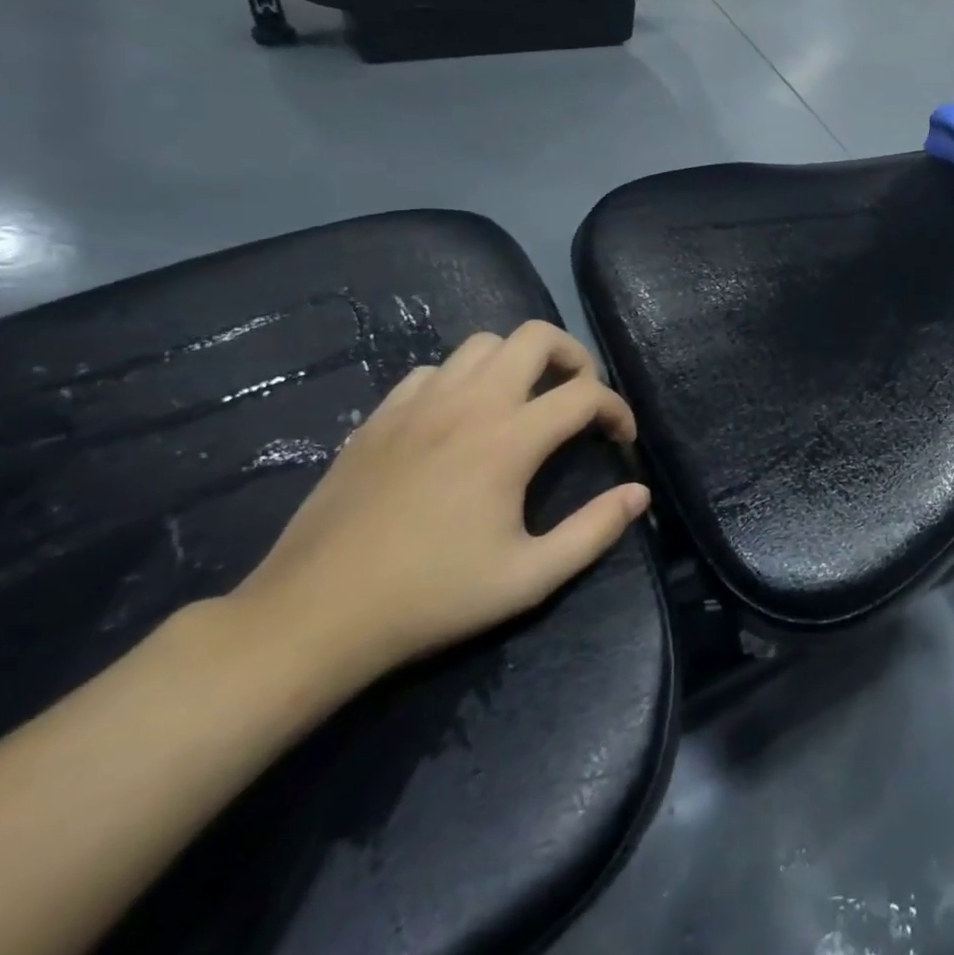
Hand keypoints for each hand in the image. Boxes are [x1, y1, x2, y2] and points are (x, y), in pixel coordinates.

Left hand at [227, 322, 647, 684]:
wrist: (313, 617)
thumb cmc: (430, 598)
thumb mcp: (529, 578)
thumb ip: (594, 531)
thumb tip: (640, 494)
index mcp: (509, 439)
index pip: (586, 394)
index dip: (617, 410)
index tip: (621, 440)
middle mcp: (468, 404)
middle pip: (536, 337)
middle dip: (574, 358)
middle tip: (579, 398)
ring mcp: (418, 404)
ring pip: (484, 343)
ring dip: (518, 362)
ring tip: (525, 401)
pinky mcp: (380, 416)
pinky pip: (435, 370)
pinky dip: (464, 379)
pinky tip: (461, 419)